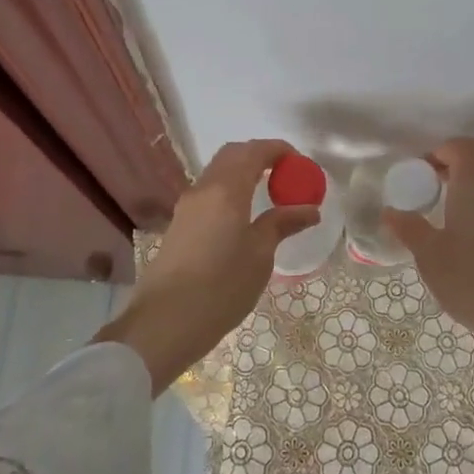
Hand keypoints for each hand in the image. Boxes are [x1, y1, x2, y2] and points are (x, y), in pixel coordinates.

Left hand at [96, 139, 319, 393]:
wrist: (164, 323)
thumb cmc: (221, 287)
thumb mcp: (260, 255)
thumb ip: (283, 224)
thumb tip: (310, 209)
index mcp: (226, 190)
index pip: (254, 151)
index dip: (279, 150)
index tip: (300, 163)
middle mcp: (203, 189)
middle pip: (232, 155)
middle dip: (260, 156)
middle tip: (286, 175)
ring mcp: (187, 207)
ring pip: (218, 174)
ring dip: (243, 173)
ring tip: (269, 195)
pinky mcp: (180, 226)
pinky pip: (210, 193)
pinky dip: (231, 191)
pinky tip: (244, 216)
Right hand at [381, 137, 473, 360]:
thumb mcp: (430, 256)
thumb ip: (409, 228)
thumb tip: (391, 211)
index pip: (464, 147)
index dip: (440, 151)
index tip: (417, 172)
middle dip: (449, 167)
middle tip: (422, 190)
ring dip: (462, 189)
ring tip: (436, 215)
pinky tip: (459, 241)